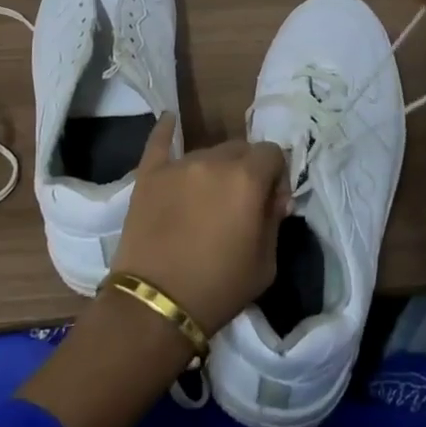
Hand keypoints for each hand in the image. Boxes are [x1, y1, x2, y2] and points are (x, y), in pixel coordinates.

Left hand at [110, 113, 290, 334]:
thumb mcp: (266, 263)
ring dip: (216, 168)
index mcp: (248, 178)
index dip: (276, 177)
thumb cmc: (219, 289)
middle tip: (239, 203)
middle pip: (241, 148)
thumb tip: (273, 198)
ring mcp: (178, 164)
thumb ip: (274, 220)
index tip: (270, 204)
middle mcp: (214, 160)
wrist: (156, 306)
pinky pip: (159, 142)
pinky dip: (166, 132)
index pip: (273, 153)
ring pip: (208, 151)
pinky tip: (169, 120)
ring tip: (206, 199)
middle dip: (247, 170)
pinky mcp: (149, 174)